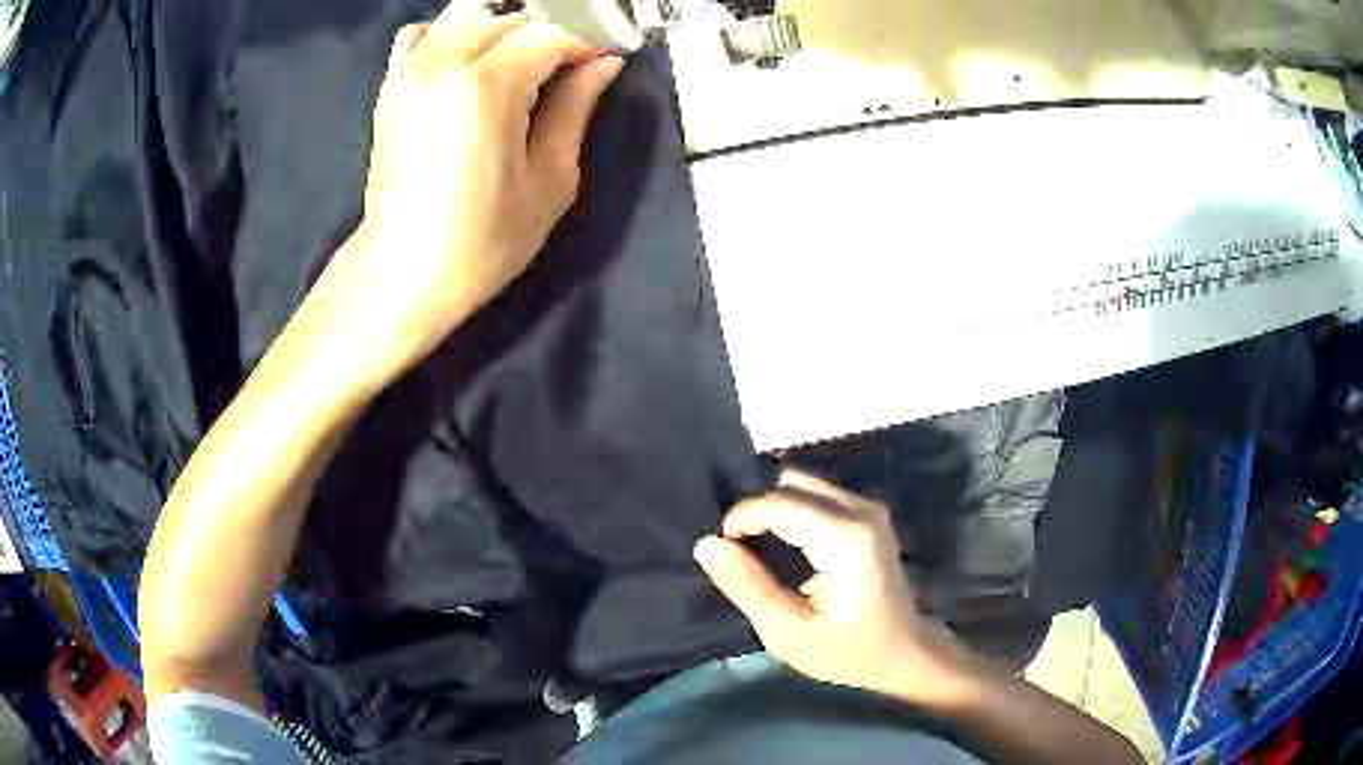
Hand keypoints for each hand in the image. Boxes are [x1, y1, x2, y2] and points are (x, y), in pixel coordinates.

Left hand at [310, 3, 623, 388]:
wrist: (401, 274)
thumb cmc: (481, 242)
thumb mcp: (550, 180)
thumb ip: (576, 108)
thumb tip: (604, 64)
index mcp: (486, 87)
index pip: (551, 31)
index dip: (586, 41)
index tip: (604, 60)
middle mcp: (442, 64)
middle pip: (511, 16)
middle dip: (550, 32)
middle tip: (570, 67)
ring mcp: (409, 71)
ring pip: (469, 13)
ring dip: (505, 28)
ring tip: (523, 63)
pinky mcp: (391, 86)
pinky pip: (425, 33)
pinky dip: (455, 34)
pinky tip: (470, 63)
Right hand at [694, 469, 967, 699]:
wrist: (903, 651)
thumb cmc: (846, 650)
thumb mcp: (787, 632)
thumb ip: (747, 586)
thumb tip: (708, 544)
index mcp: (845, 539)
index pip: (779, 503)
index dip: (741, 519)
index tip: (723, 549)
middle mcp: (861, 511)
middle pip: (791, 485)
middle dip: (757, 512)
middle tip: (740, 553)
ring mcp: (869, 508)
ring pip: (804, 484)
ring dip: (775, 510)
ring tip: (760, 550)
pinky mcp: (869, 513)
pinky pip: (818, 494)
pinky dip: (793, 511)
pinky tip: (787, 546)